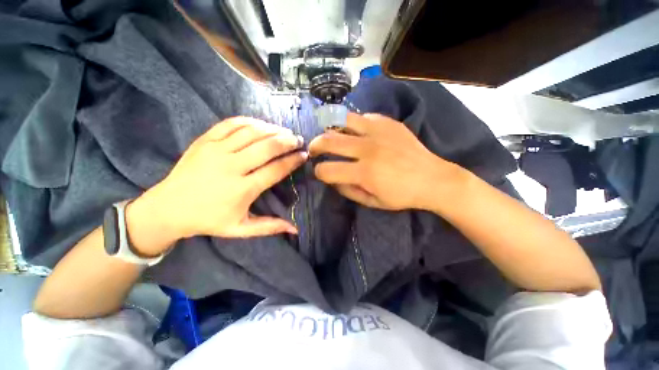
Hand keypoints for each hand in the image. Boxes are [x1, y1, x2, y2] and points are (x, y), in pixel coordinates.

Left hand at [131, 117, 305, 247]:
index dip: (293, 161)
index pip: (276, 169)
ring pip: (251, 132)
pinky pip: (231, 124)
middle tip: (298, 140)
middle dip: (287, 141)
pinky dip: (250, 121)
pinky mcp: (204, 140)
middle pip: (267, 147)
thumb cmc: (209, 220)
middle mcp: (231, 167)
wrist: (168, 208)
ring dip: (272, 129)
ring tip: (284, 131)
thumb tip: (295, 229)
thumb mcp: (240, 229)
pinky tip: (261, 125)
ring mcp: (216, 150)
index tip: (304, 156)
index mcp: (242, 189)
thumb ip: (270, 227)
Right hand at [308, 113, 462, 210]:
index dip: (318, 172)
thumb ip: (348, 191)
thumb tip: (332, 179)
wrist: (433, 178)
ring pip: (342, 121)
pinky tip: (356, 132)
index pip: (327, 170)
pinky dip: (353, 125)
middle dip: (315, 146)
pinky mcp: (388, 122)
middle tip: (313, 150)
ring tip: (330, 136)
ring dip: (330, 129)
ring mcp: (378, 131)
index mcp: (364, 172)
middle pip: (328, 140)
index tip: (320, 172)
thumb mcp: (373, 202)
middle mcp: (367, 148)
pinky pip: (362, 117)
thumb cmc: (402, 195)